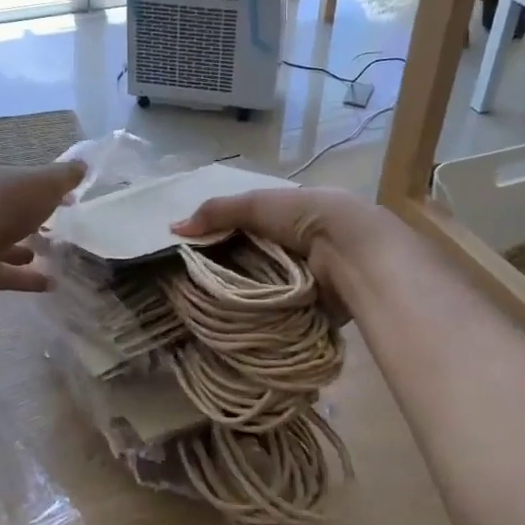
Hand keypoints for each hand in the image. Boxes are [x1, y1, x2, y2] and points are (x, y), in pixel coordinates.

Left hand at [0, 157, 85, 294]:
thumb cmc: (1, 205)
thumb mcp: (43, 182)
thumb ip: (64, 175)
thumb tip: (83, 164)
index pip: (9, 173)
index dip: (35, 182)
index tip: (60, 195)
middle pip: (3, 207)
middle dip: (26, 216)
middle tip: (54, 224)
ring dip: (21, 247)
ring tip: (49, 253)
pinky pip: (2, 271)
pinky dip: (24, 277)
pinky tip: (49, 283)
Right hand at [171, 185, 395, 311]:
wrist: (352, 250)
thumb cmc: (305, 217)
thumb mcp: (256, 204)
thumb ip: (216, 212)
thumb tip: (172, 228)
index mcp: (287, 218)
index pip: (247, 229)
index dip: (221, 238)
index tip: (190, 255)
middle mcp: (296, 247)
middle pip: (252, 259)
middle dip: (228, 269)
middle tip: (191, 285)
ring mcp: (304, 277)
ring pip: (263, 287)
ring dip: (243, 295)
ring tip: (203, 307)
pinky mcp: (310, 305)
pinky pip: (277, 310)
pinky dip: (260, 314)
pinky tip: (232, 320)